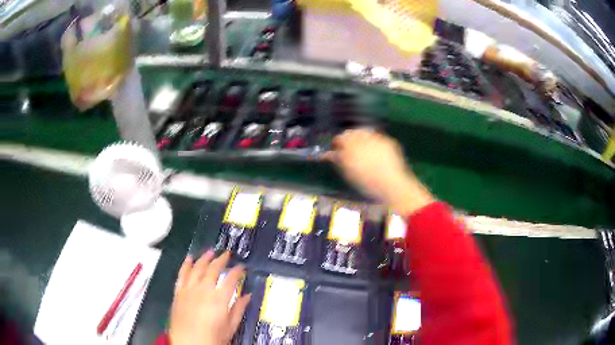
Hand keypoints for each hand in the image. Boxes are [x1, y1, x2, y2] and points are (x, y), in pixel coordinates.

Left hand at [169, 251, 250, 344]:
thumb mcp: (230, 327)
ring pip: (196, 268)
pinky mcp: (178, 292)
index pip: (231, 279)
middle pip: (213, 269)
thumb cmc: (213, 338)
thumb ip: (239, 309)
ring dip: (204, 258)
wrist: (189, 344)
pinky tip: (189, 258)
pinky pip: (181, 274)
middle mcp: (203, 290)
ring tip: (210, 251)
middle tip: (227, 254)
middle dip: (221, 259)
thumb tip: (248, 295)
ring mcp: (189, 290)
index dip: (237, 271)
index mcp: (219, 299)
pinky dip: (185, 265)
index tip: (242, 267)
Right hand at [325, 129, 433, 215]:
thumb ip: (338, 160)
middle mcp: (363, 138)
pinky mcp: (388, 141)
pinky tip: (375, 153)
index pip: (339, 138)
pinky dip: (373, 142)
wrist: (392, 185)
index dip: (337, 143)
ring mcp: (377, 138)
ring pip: (364, 132)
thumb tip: (327, 154)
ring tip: (362, 150)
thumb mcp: (348, 173)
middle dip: (348, 139)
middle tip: (348, 150)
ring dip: (360, 138)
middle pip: (351, 132)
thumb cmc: (367, 183)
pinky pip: (377, 138)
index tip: (336, 149)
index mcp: (350, 145)